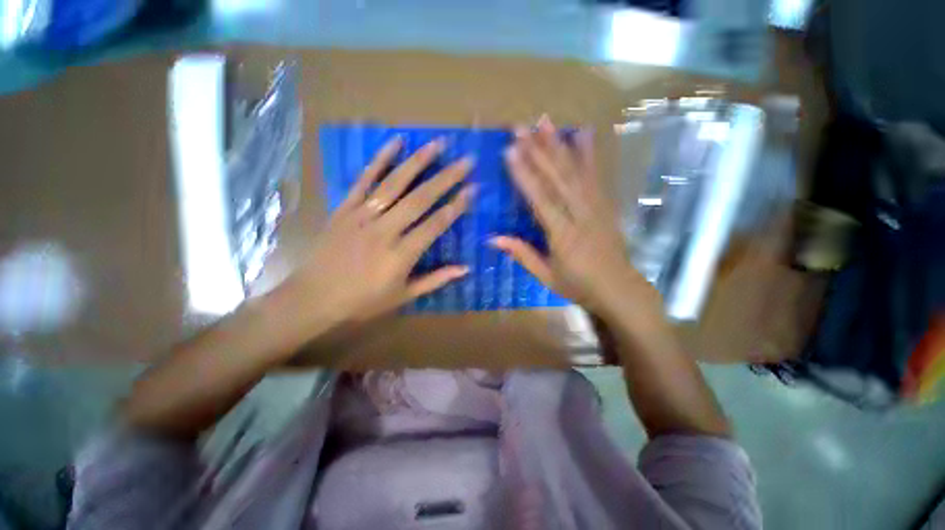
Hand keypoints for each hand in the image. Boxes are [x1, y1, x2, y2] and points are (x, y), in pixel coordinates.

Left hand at [286, 136, 474, 327]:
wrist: (313, 299)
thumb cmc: (363, 302)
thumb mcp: (403, 296)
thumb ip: (435, 280)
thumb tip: (465, 269)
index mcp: (402, 254)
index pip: (436, 224)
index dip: (457, 206)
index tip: (473, 189)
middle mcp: (385, 230)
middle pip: (421, 199)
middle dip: (447, 178)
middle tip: (466, 160)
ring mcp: (363, 215)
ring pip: (395, 183)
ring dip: (419, 161)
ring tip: (438, 143)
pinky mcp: (345, 208)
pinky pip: (364, 179)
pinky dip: (380, 159)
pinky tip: (395, 142)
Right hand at [492, 116, 656, 315]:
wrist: (619, 289)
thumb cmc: (579, 286)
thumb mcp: (546, 277)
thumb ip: (522, 255)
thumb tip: (493, 238)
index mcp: (563, 234)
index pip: (540, 199)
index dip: (524, 174)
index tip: (509, 151)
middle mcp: (580, 214)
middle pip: (557, 177)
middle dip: (537, 149)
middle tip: (520, 127)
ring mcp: (596, 206)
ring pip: (575, 171)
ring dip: (559, 144)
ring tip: (545, 121)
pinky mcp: (606, 204)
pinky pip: (596, 175)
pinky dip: (589, 153)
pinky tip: (583, 134)